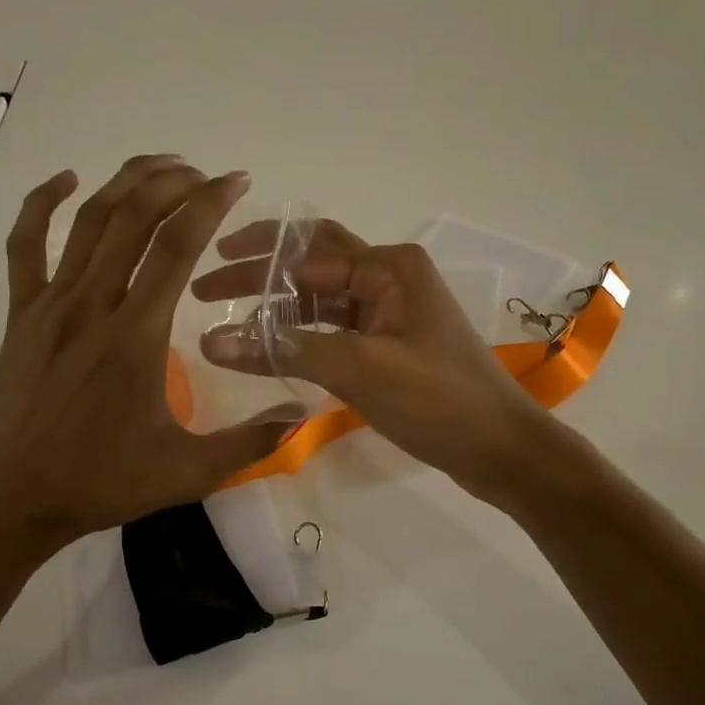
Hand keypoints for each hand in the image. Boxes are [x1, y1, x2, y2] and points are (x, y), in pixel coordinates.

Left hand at [0, 156, 304, 568]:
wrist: (8, 499)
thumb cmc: (99, 483)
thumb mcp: (186, 472)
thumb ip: (249, 443)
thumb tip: (302, 417)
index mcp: (135, 337)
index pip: (175, 247)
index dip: (208, 204)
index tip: (235, 181)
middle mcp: (92, 306)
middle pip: (133, 219)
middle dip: (173, 183)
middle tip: (205, 174)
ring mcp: (49, 305)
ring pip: (87, 222)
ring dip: (125, 183)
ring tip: (161, 165)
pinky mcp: (21, 315)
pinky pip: (26, 245)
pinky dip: (44, 204)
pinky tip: (68, 182)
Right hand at [193, 220, 554, 495]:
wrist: (501, 448)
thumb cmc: (437, 400)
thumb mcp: (358, 369)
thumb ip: (285, 350)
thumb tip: (211, 340)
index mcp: (388, 266)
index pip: (306, 256)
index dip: (252, 268)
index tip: (203, 286)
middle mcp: (390, 277)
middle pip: (312, 266)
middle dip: (261, 274)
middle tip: (206, 289)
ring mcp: (393, 311)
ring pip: (323, 298)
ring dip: (279, 307)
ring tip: (229, 323)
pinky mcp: (392, 343)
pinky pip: (338, 327)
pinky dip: (304, 333)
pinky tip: (271, 347)